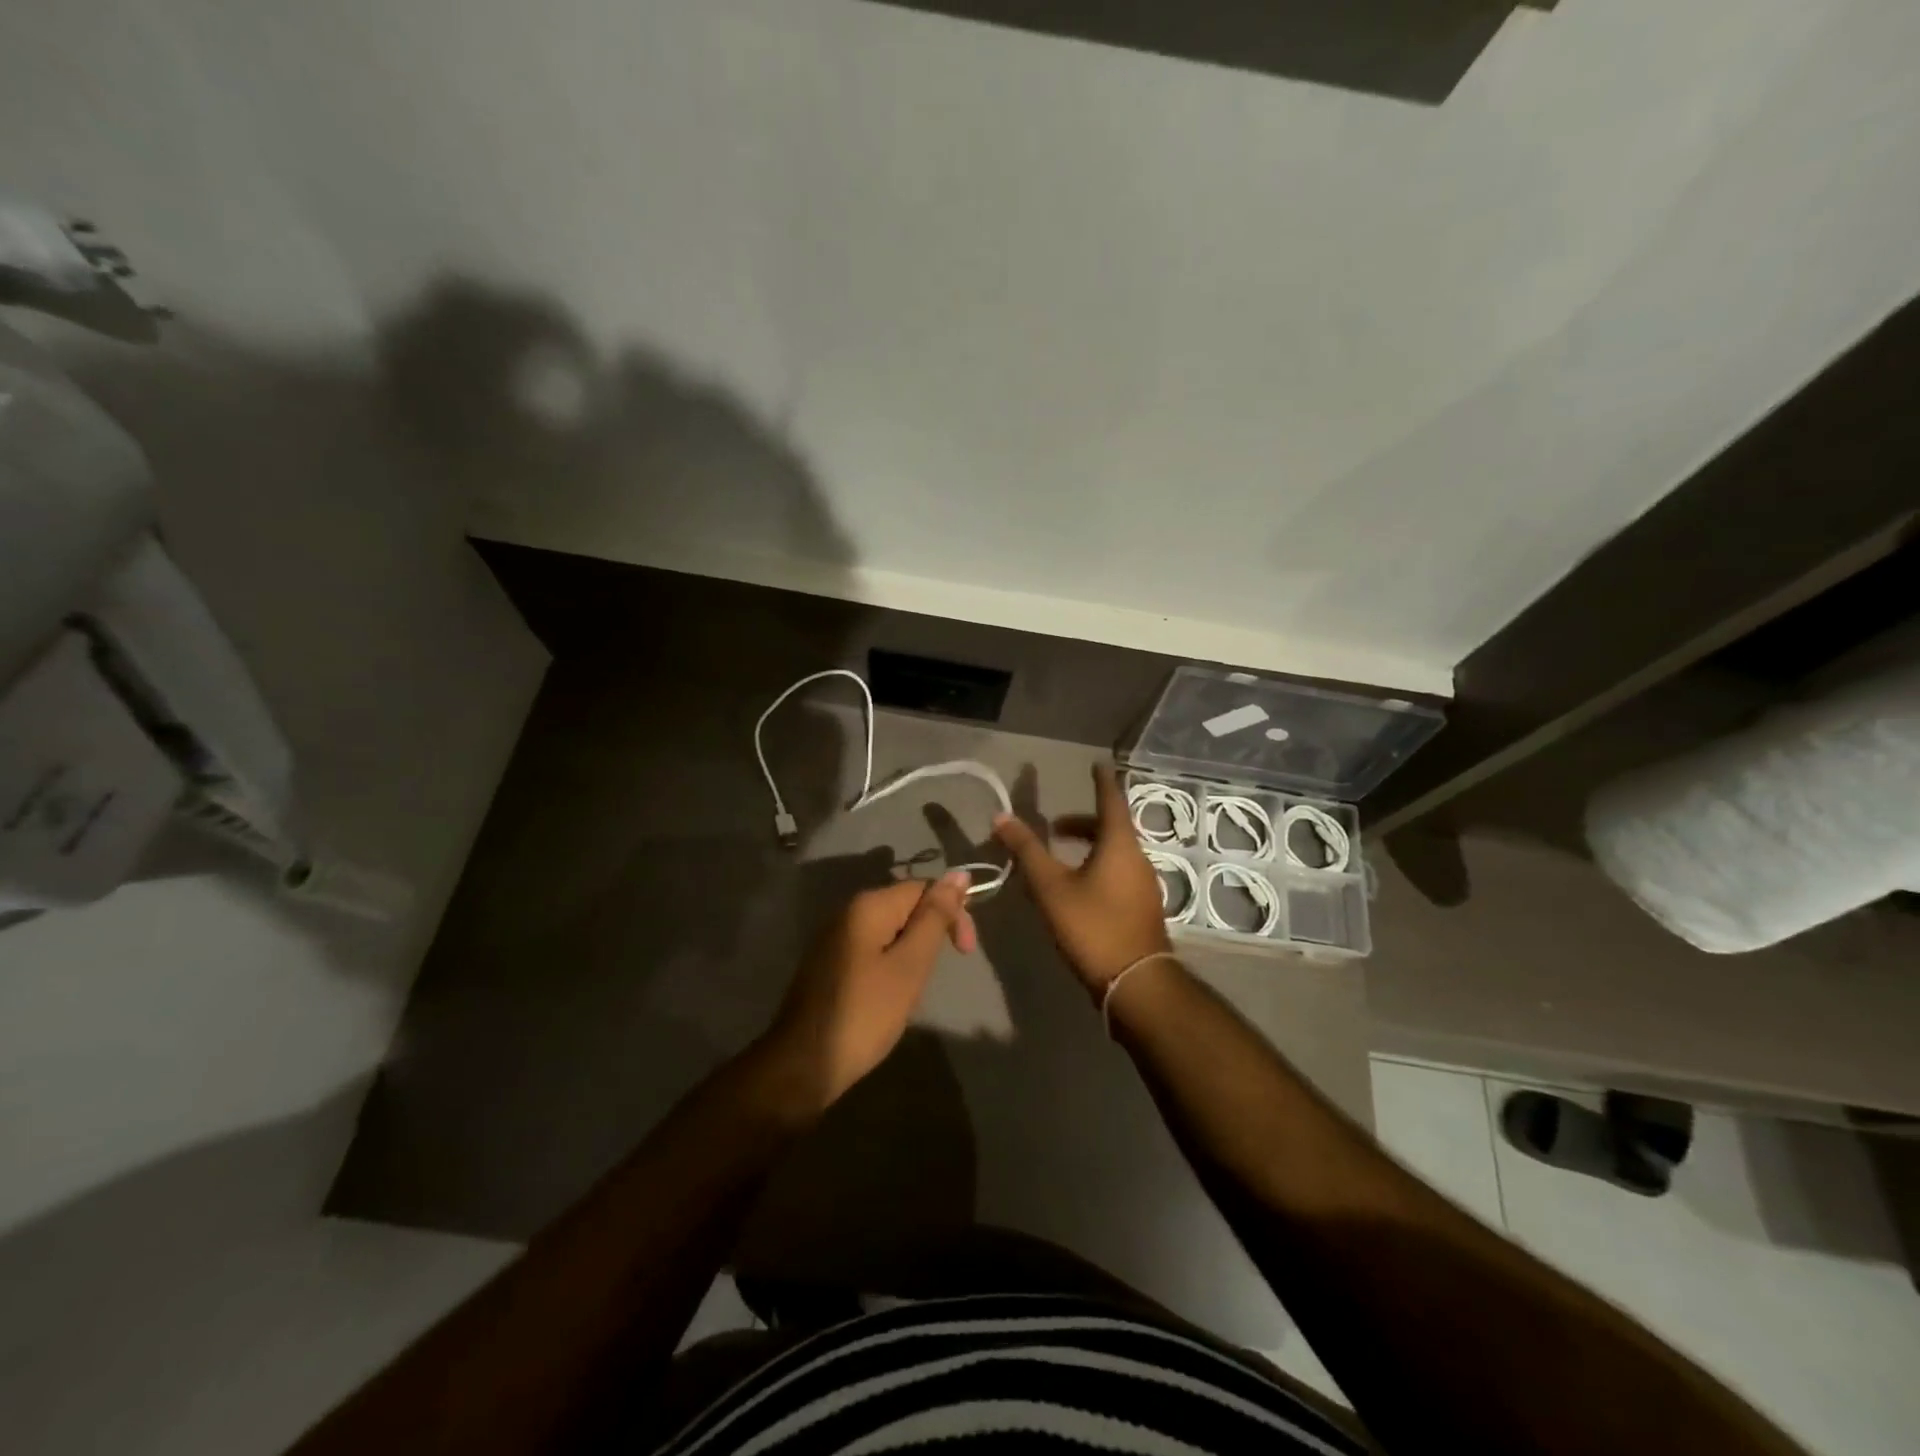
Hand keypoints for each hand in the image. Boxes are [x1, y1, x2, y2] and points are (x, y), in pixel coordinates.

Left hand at [758, 871, 976, 1111]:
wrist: (803, 1064)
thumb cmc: (864, 1014)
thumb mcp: (910, 965)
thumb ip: (935, 918)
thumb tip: (959, 874)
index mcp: (869, 905)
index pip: (924, 888)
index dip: (952, 913)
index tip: (965, 952)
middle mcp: (849, 911)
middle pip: (906, 905)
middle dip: (932, 933)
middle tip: (937, 975)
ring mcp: (835, 936)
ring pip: (890, 930)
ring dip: (912, 951)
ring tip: (915, 989)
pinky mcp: (830, 961)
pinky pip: (872, 949)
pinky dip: (891, 964)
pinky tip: (891, 994)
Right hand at [993, 762, 1170, 997]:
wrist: (1136, 983)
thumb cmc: (1092, 926)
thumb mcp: (1050, 887)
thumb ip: (1026, 850)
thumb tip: (1001, 816)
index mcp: (1119, 844)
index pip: (1111, 799)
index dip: (1102, 781)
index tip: (1097, 764)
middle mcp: (1138, 858)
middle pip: (1112, 828)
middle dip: (1083, 822)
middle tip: (1055, 827)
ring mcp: (1145, 885)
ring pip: (1116, 852)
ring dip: (1090, 846)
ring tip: (1060, 858)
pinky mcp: (1143, 908)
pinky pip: (1120, 872)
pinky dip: (1099, 866)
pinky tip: (1079, 888)